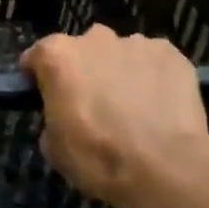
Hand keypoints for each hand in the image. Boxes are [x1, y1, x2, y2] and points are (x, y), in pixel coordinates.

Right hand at [21, 25, 208, 207]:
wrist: (165, 168)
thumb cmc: (99, 158)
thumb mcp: (54, 148)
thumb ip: (52, 118)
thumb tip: (65, 116)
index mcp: (57, 55)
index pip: (37, 57)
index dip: (39, 78)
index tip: (46, 97)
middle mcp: (94, 38)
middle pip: (82, 50)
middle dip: (85, 72)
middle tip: (95, 106)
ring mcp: (135, 43)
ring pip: (121, 54)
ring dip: (121, 73)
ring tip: (135, 109)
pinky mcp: (171, 54)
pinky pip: (155, 62)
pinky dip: (154, 78)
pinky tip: (162, 107)